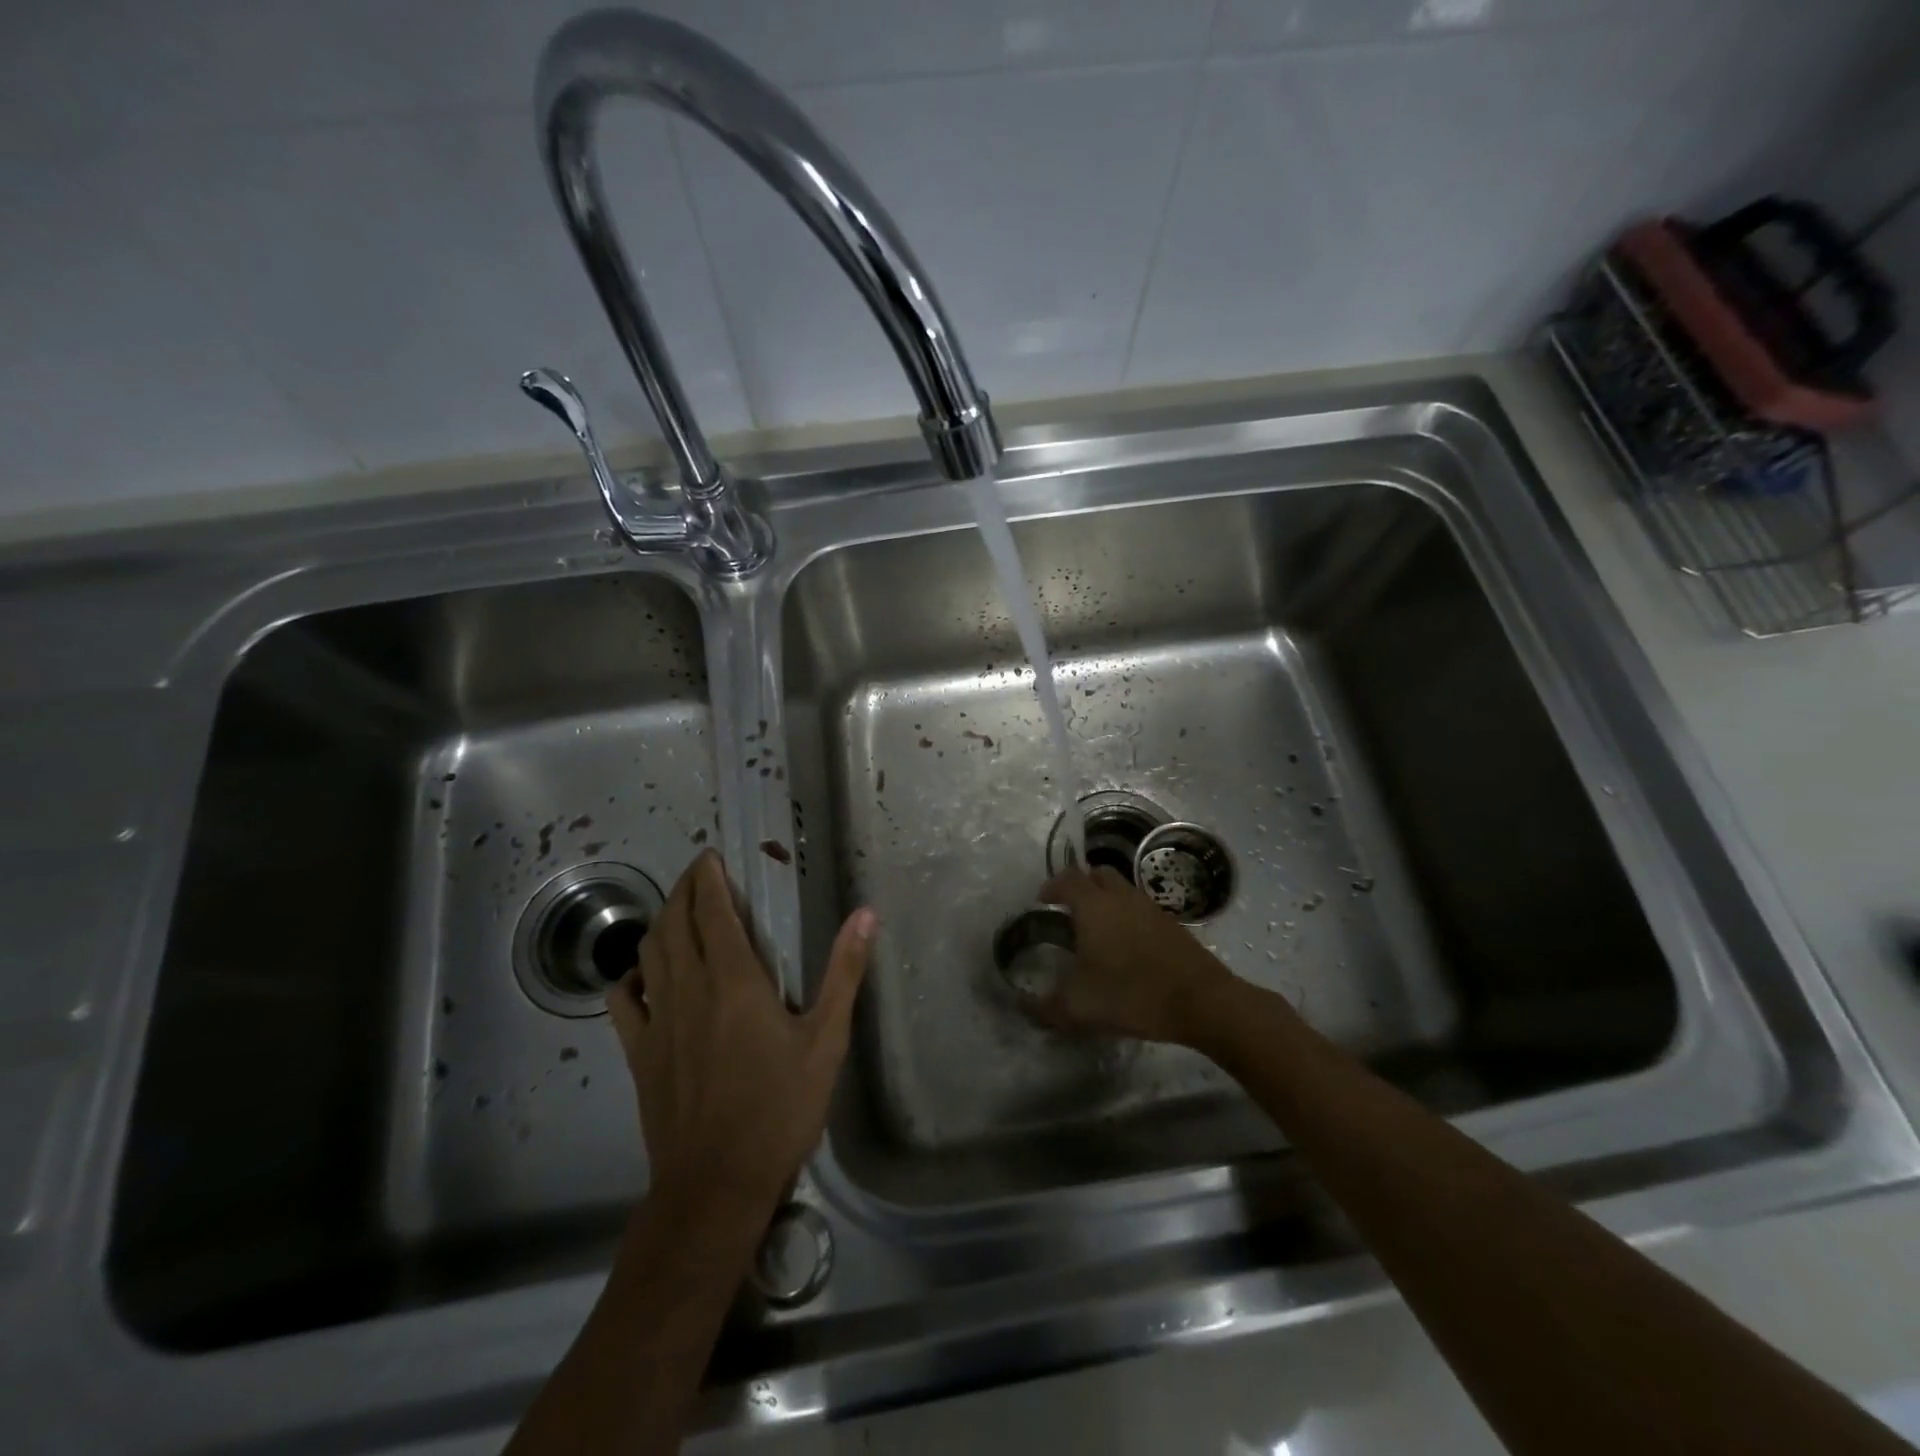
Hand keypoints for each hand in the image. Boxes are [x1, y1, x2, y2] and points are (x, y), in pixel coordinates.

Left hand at [608, 850, 874, 1218]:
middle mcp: (689, 989)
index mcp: (734, 980)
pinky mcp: (639, 1054)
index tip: (711, 856)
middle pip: (674, 922)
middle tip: (698, 873)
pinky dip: (630, 976)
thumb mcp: (826, 1040)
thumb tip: (865, 915)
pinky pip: (622, 1001)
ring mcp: (657, 1021)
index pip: (712, 911)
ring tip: (676, 911)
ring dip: (660, 922)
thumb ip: (844, 972)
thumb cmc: (780, 1109)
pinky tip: (643, 975)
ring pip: (648, 953)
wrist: (716, 1185)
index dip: (708, 878)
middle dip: (683, 889)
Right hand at [1034, 865, 1236, 1045]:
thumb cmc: (1132, 994)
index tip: (1042, 901)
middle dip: (1080, 885)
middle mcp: (1121, 897)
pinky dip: (1128, 916)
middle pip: (1097, 874)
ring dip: (1106, 899)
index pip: (1067, 879)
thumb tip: (1023, 1005)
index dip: (1051, 886)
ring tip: (1097, 929)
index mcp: (1093, 906)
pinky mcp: (1171, 923)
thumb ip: (1045, 1007)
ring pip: (1122, 889)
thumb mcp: (1079, 1008)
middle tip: (1069, 909)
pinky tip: (1127, 947)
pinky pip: (1141, 908)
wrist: (1201, 1001)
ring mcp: (1150, 907)